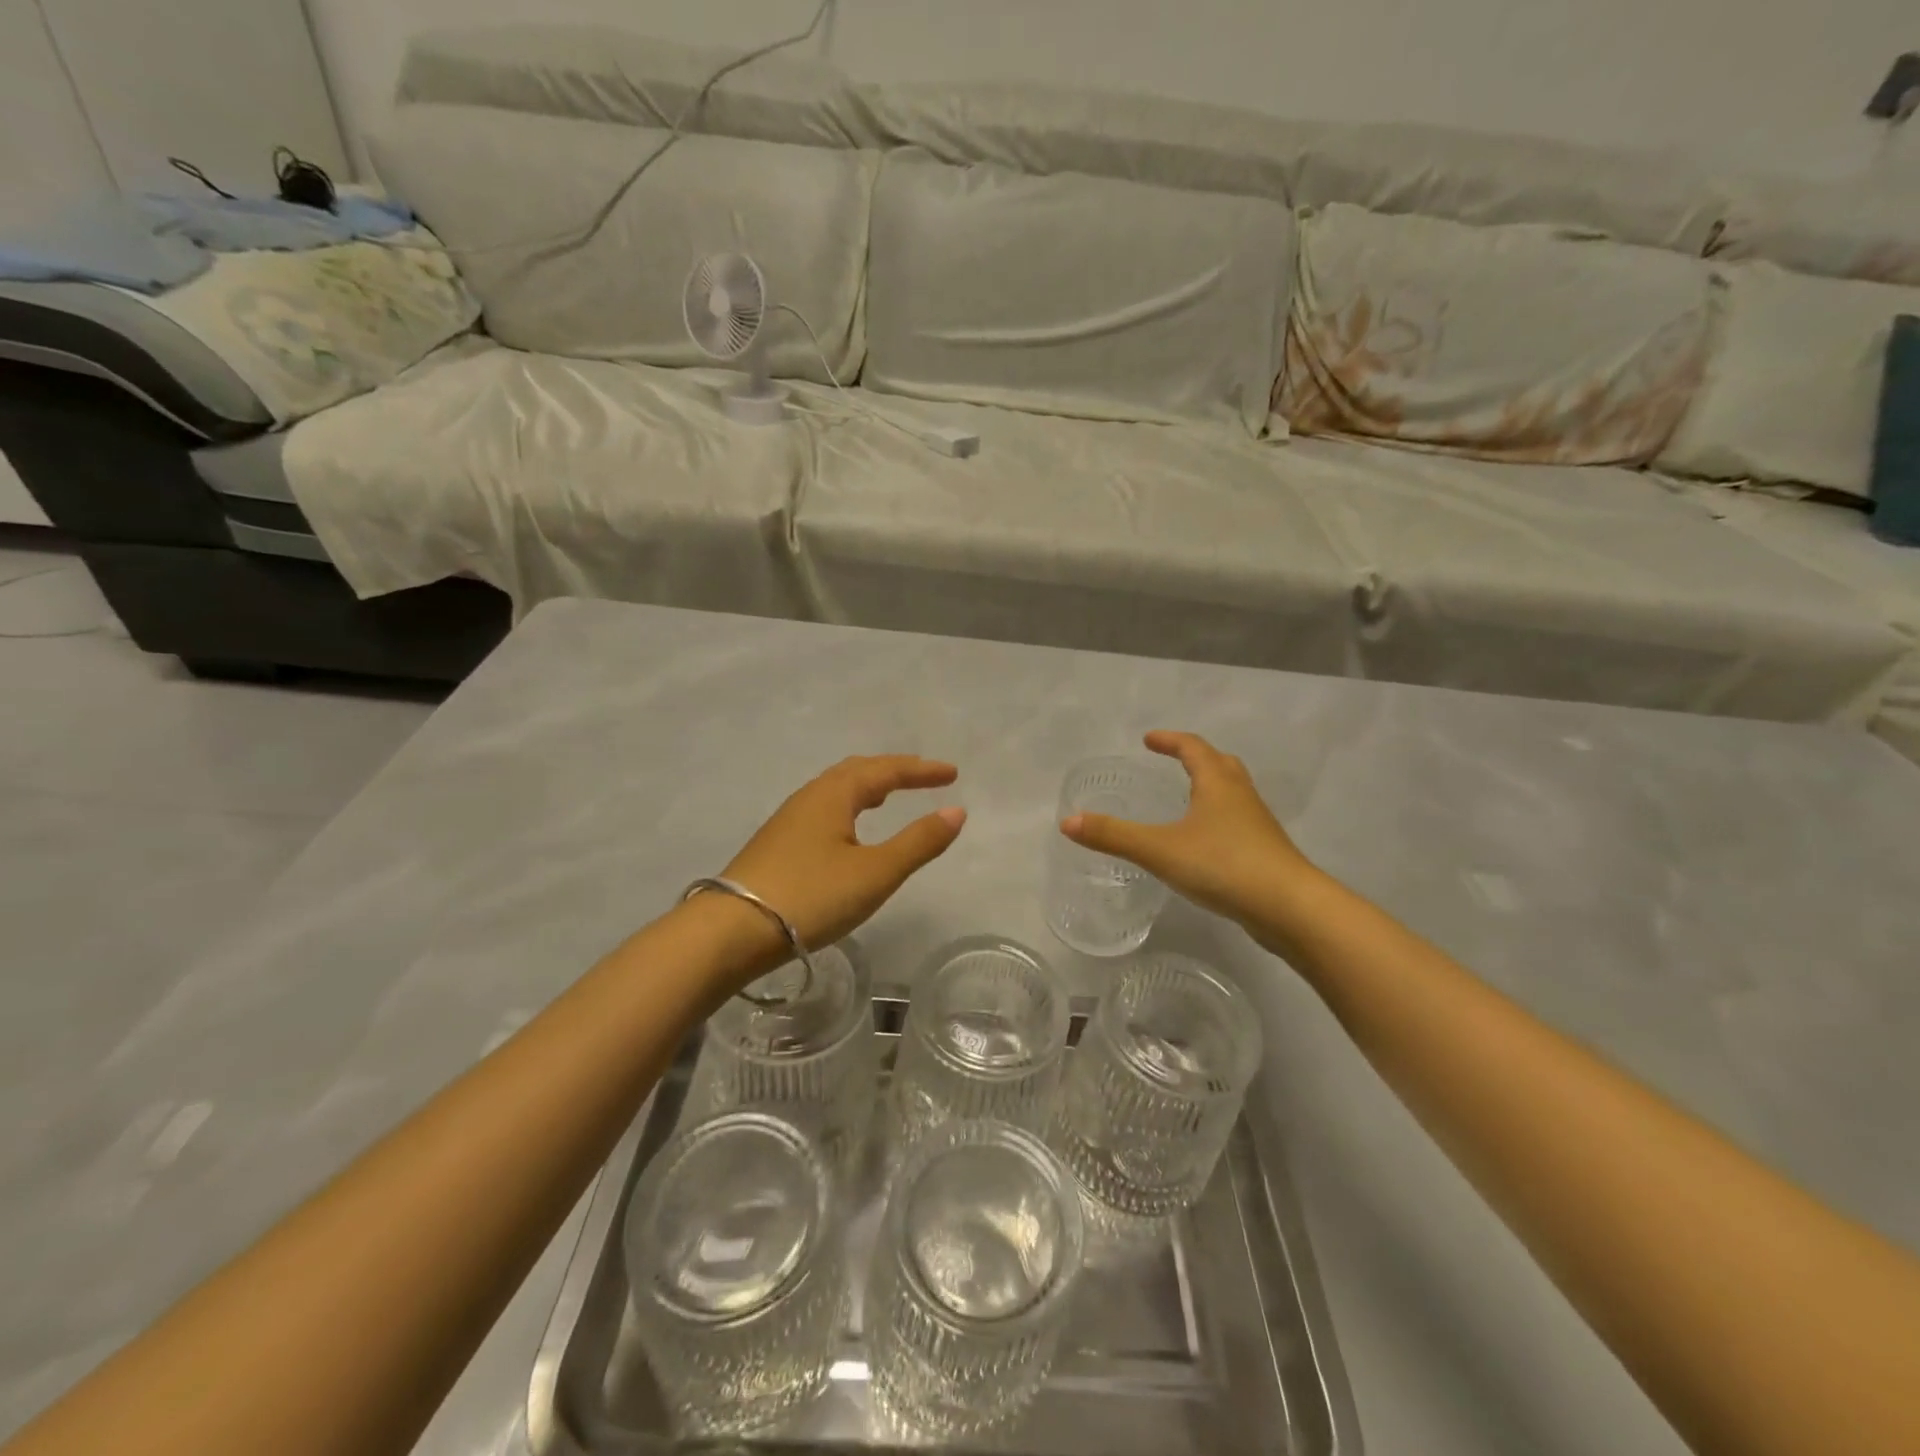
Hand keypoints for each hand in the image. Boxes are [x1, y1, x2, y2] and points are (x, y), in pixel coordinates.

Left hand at [714, 755, 965, 967]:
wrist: (732, 931)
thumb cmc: (811, 896)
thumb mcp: (875, 872)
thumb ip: (918, 842)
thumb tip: (956, 811)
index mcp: (834, 794)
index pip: (885, 770)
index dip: (920, 770)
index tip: (952, 773)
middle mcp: (809, 797)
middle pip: (857, 771)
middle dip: (893, 771)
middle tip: (924, 778)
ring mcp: (788, 821)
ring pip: (836, 791)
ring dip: (868, 787)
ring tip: (890, 796)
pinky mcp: (777, 845)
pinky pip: (824, 810)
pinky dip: (849, 807)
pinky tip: (849, 831)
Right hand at [1061, 731, 1316, 935]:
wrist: (1290, 908)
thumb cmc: (1224, 865)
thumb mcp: (1160, 849)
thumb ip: (1114, 836)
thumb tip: (1067, 821)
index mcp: (1218, 784)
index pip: (1193, 748)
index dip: (1170, 740)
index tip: (1148, 740)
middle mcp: (1241, 796)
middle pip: (1221, 764)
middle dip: (1196, 758)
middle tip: (1174, 760)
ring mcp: (1258, 825)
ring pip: (1234, 793)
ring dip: (1211, 786)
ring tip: (1188, 798)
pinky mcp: (1265, 852)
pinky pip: (1239, 822)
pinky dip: (1219, 818)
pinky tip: (1206, 843)